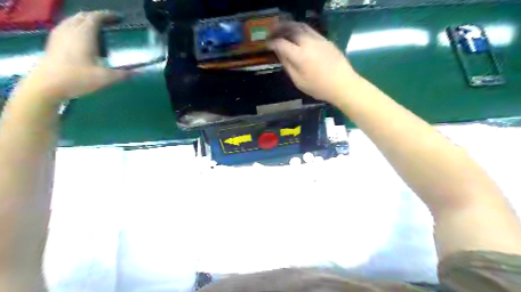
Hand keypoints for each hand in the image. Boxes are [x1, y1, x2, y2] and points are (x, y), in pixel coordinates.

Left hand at [14, 11, 131, 103]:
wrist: (47, 85)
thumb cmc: (77, 79)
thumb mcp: (105, 78)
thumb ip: (123, 74)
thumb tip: (139, 72)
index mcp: (84, 35)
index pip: (95, 17)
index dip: (107, 15)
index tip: (118, 18)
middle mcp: (70, 30)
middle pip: (83, 16)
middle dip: (97, 16)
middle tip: (110, 23)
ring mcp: (59, 35)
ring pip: (72, 20)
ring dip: (85, 20)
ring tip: (97, 29)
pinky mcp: (53, 41)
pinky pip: (66, 26)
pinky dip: (76, 26)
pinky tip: (82, 37)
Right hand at [267, 21, 360, 104]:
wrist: (343, 84)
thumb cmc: (319, 87)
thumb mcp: (299, 81)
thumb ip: (288, 65)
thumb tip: (280, 54)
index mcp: (300, 56)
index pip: (281, 43)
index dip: (272, 43)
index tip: (267, 45)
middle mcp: (308, 43)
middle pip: (290, 29)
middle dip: (278, 28)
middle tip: (271, 32)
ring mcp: (318, 39)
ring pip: (301, 26)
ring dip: (289, 25)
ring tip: (282, 29)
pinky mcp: (325, 39)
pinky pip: (309, 29)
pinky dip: (300, 29)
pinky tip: (297, 34)